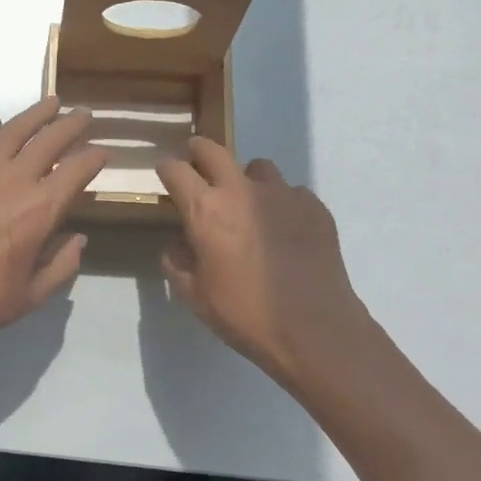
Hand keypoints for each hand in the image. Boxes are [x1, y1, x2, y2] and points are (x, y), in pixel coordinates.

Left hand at [0, 98, 107, 358]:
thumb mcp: (32, 295)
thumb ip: (62, 265)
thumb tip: (78, 239)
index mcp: (40, 210)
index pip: (77, 170)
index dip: (94, 157)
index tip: (103, 151)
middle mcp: (13, 181)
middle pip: (49, 140)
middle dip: (71, 124)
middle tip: (84, 114)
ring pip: (12, 131)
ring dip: (35, 114)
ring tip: (50, 103)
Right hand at [156, 137, 367, 391]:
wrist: (316, 330)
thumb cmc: (245, 314)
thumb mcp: (195, 296)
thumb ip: (178, 263)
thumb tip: (177, 244)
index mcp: (206, 210)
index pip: (176, 170)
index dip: (166, 168)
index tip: (165, 174)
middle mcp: (241, 191)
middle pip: (214, 150)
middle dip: (199, 151)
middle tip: (197, 164)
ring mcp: (282, 195)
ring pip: (258, 167)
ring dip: (246, 179)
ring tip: (249, 204)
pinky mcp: (314, 207)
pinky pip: (291, 192)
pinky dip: (282, 203)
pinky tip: (285, 230)